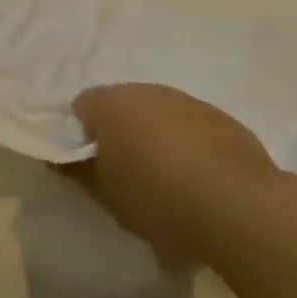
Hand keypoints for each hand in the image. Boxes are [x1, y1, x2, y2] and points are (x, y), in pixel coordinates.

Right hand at [67, 83, 284, 261]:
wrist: (238, 206)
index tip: (89, 166)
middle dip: (118, 134)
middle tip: (123, 175)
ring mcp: (188, 101)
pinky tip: (197, 181)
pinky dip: (187, 146)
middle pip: (121, 106)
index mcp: (110, 103)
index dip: (79, 136)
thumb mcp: (105, 194)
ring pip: (158, 115)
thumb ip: (75, 171)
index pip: (80, 108)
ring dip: (154, 139)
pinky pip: (191, 128)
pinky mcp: (223, 119)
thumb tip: (58, 158)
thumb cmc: (157, 198)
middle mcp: (147, 91)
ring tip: (165, 182)